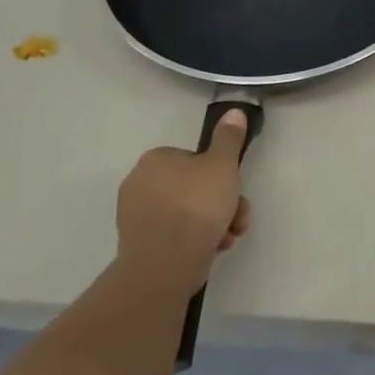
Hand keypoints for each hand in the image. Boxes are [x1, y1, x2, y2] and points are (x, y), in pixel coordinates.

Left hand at [115, 111, 250, 294]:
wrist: (165, 264)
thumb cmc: (196, 206)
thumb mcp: (222, 165)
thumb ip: (229, 138)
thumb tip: (234, 110)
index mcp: (155, 159)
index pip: (194, 160)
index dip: (219, 175)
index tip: (234, 191)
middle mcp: (140, 183)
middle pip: (194, 188)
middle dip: (221, 204)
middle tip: (237, 219)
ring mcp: (137, 216)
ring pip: (188, 213)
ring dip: (214, 223)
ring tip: (228, 238)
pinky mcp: (139, 244)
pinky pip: (175, 235)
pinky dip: (196, 240)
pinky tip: (213, 249)